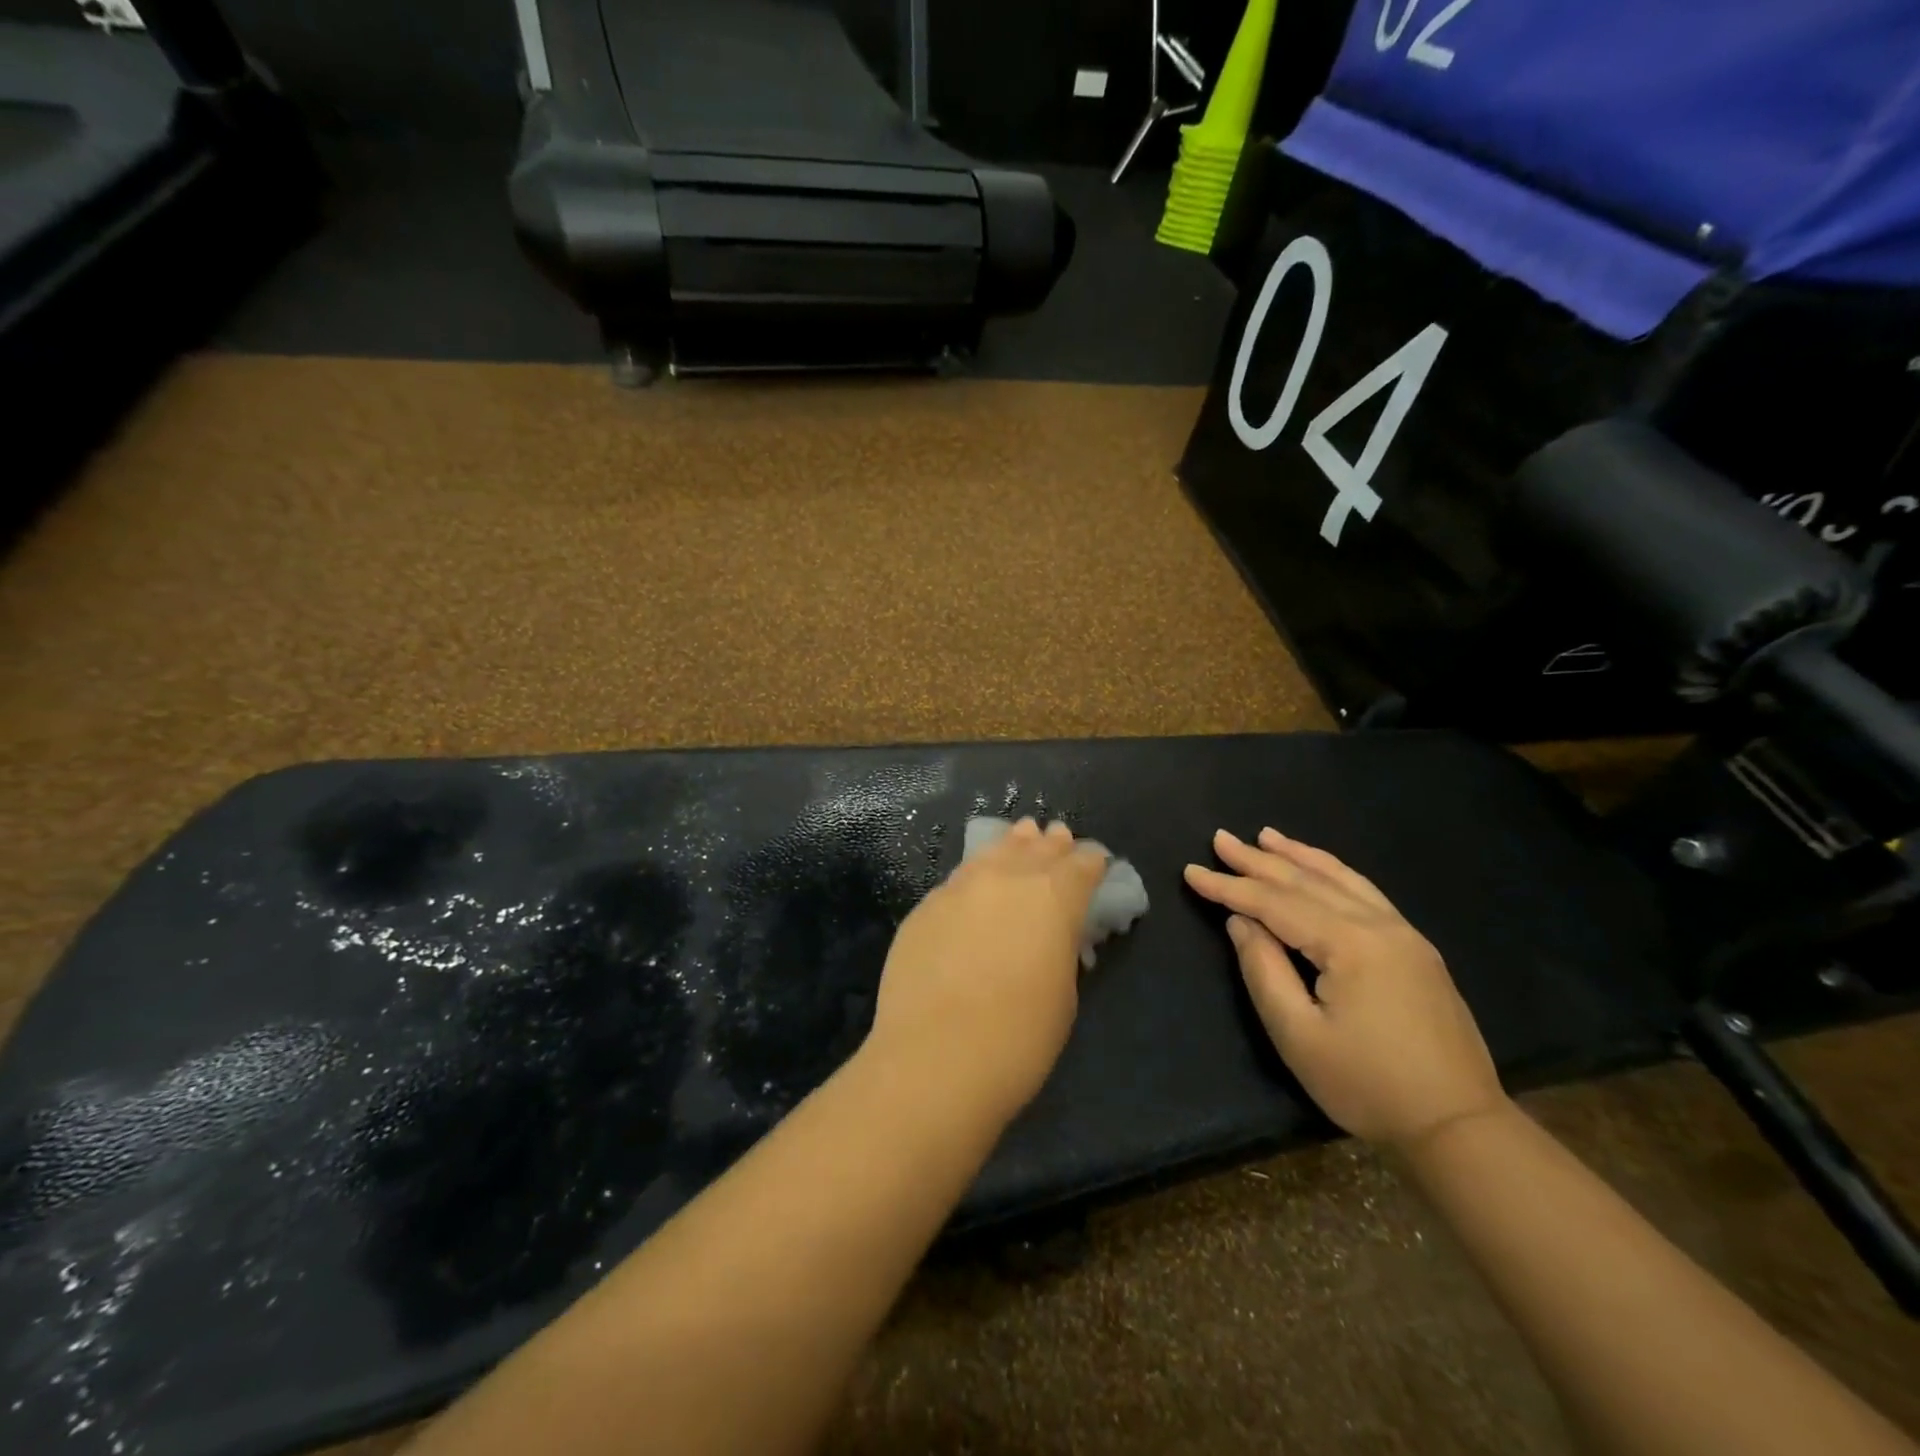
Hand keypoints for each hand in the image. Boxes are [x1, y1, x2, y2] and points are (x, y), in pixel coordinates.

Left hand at [867, 818, 1108, 1126]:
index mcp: (1054, 897)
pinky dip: (976, 872)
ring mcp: (960, 888)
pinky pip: (959, 878)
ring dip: (1012, 845)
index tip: (1095, 862)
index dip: (1091, 862)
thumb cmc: (1018, 1039)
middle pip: (1036, 849)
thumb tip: (1051, 934)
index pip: (1081, 866)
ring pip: (993, 853)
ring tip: (1022, 835)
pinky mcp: (925, 907)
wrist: (934, 1059)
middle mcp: (1007, 878)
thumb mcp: (1062, 995)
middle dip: (1051, 845)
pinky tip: (977, 879)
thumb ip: (1059, 948)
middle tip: (1058, 836)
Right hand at [1184, 827, 1506, 1148]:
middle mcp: (1378, 926)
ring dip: (1299, 856)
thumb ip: (1264, 970)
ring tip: (1266, 835)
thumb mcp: (1298, 1035)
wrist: (1460, 1126)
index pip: (1275, 903)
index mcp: (1350, 944)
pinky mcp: (1416, 950)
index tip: (1191, 871)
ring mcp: (1404, 934)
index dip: (1229, 887)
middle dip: (1258, 860)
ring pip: (1341, 879)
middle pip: (1306, 882)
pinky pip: (1366, 893)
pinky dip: (1334, 872)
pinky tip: (1321, 867)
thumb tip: (1241, 922)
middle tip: (1220, 838)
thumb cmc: (1367, 1085)